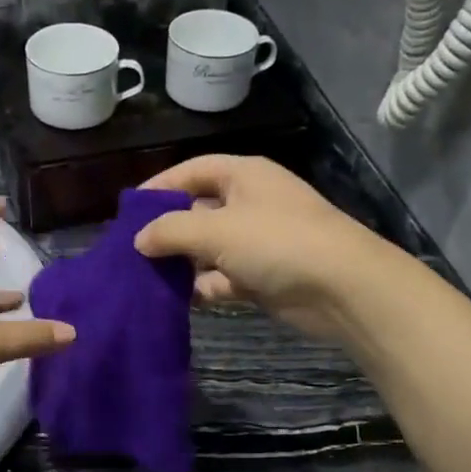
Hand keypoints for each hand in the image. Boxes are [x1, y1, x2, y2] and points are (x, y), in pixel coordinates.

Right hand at [131, 156, 396, 342]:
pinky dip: (204, 288)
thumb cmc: (277, 243)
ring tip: (144, 279)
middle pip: (198, 211)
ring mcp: (258, 242)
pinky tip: (178, 300)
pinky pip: (223, 279)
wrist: (342, 288)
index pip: (192, 171)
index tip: (128, 212)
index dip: (159, 187)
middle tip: (130, 252)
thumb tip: (139, 240)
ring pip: (208, 250)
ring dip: (182, 264)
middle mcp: (250, 204)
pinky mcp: (263, 277)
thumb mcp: (216, 230)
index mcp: (244, 176)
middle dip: (167, 231)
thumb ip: (171, 231)